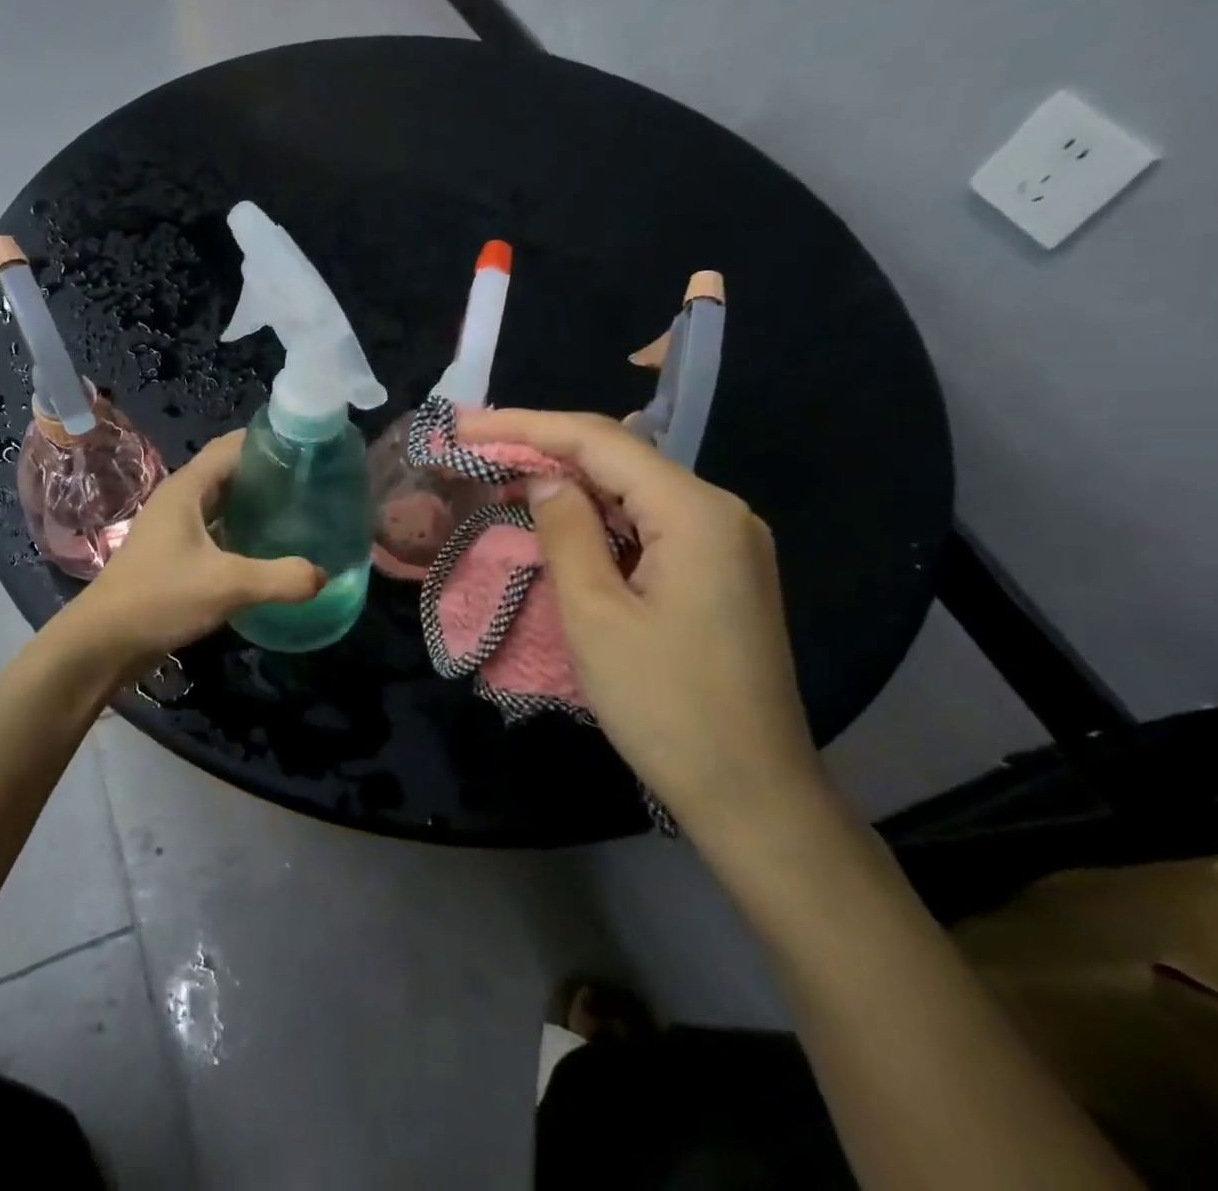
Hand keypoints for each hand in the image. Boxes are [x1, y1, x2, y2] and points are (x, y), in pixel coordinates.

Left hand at [61, 431, 324, 672]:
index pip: (232, 446)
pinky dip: (242, 531)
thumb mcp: (227, 585)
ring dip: (255, 503)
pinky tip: (270, 548)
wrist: (103, 642)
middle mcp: (180, 499)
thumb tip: (324, 575)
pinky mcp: (175, 554)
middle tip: (314, 481)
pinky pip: (216, 530)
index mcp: (187, 488)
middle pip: (230, 472)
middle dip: (268, 472)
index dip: (268, 441)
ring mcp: (175, 528)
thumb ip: (280, 578)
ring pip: (223, 503)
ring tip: (300, 510)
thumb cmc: (160, 598)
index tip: (309, 447)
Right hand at [460, 409, 824, 838]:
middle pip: (619, 457)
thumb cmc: (664, 705)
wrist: (750, 792)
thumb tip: (545, 480)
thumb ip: (567, 533)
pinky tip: (559, 518)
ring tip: (504, 476)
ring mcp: (724, 542)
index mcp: (694, 512)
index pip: (600, 442)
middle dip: (544, 447)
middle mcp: (719, 511)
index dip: (527, 427)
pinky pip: (648, 522)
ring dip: (568, 481)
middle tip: (477, 447)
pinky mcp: (717, 571)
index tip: (468, 425)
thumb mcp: (595, 614)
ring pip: (632, 489)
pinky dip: (597, 515)